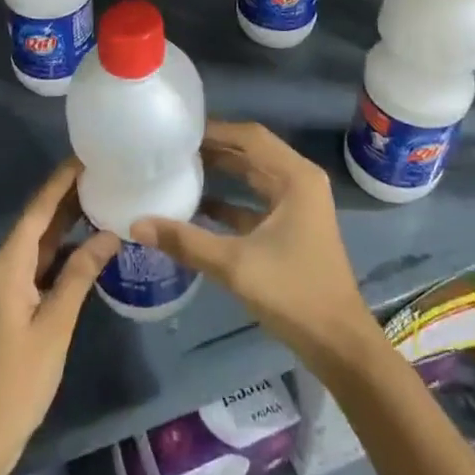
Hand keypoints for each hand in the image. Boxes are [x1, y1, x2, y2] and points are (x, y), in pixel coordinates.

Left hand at [0, 161, 117, 474]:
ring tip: (100, 200)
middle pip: (36, 223)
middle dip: (66, 198)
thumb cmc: (18, 380)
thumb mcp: (55, 324)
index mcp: (7, 265)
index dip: (60, 181)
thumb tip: (109, 233)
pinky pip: (36, 266)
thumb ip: (80, 274)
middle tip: (102, 173)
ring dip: (65, 225)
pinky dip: (60, 253)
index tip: (85, 155)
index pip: (37, 210)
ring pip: (37, 245)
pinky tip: (84, 247)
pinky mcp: (8, 305)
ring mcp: (2, 287)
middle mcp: (0, 267)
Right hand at [132, 121, 373, 371]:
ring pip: (252, 177)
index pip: (250, 136)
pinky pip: (254, 202)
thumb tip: (136, 223)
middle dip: (214, 148)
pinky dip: (229, 201)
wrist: (338, 344)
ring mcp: (297, 206)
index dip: (215, 130)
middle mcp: (298, 182)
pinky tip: (196, 206)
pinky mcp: (291, 228)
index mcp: (295, 177)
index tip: (179, 131)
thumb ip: (185, 241)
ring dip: (221, 172)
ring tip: (179, 167)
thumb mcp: (235, 264)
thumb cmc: (293, 292)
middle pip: (251, 152)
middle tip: (173, 147)